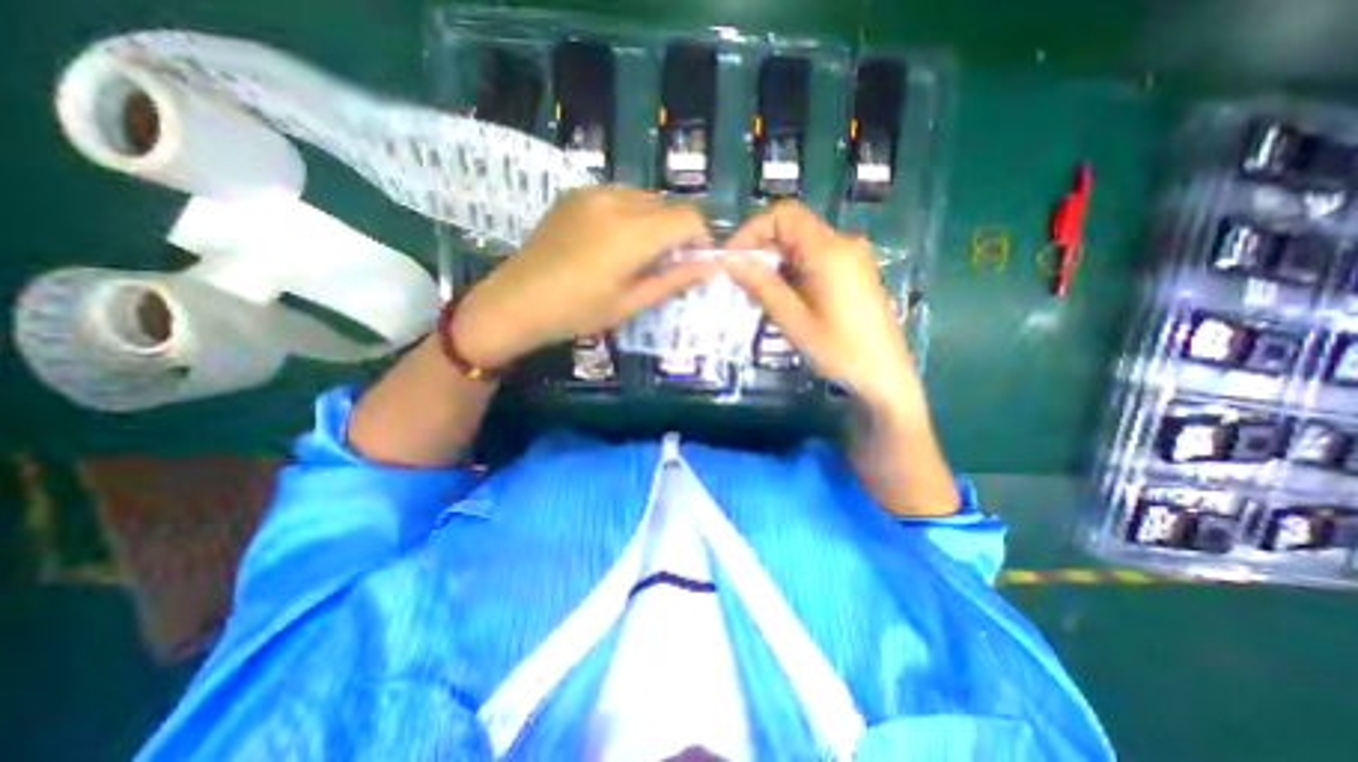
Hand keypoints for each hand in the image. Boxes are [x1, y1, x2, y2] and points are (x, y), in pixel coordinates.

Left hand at [451, 185, 709, 365]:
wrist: (516, 301)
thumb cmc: (577, 312)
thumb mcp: (630, 303)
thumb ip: (674, 281)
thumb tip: (710, 268)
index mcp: (632, 233)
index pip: (689, 218)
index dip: (702, 238)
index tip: (695, 261)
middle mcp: (616, 201)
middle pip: (668, 206)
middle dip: (677, 232)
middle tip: (664, 264)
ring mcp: (593, 192)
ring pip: (644, 199)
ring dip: (654, 222)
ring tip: (637, 254)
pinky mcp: (575, 194)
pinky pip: (619, 196)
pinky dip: (630, 214)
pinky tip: (612, 241)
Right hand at [720, 200, 921, 414]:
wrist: (885, 377)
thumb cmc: (839, 351)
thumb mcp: (793, 320)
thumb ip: (761, 285)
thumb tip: (729, 261)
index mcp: (829, 251)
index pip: (784, 215)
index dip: (752, 230)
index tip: (732, 259)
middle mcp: (843, 244)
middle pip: (793, 230)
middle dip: (761, 251)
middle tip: (740, 283)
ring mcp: (852, 258)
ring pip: (802, 247)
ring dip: (776, 264)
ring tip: (759, 296)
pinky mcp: (854, 273)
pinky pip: (816, 261)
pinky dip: (793, 273)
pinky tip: (785, 300)